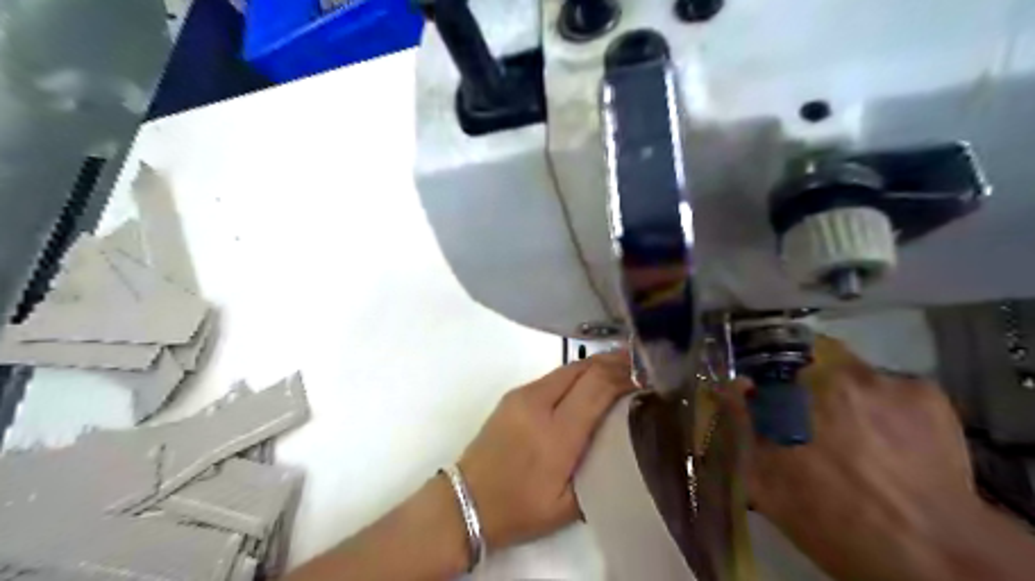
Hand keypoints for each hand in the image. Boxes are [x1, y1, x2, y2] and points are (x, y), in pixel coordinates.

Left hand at [456, 351, 635, 551]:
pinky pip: (552, 377)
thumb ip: (599, 471)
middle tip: (639, 363)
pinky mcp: (512, 395)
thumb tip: (623, 441)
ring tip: (620, 368)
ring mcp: (521, 395)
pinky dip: (576, 374)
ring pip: (567, 368)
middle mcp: (538, 405)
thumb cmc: (520, 510)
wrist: (466, 501)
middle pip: (583, 368)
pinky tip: (588, 382)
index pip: (597, 388)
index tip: (647, 377)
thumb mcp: (569, 505)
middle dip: (613, 362)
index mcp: (556, 435)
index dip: (624, 376)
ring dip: (595, 365)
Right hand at [723, 337, 981, 580]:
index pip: (763, 370)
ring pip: (852, 375)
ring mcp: (882, 379)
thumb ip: (743, 426)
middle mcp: (831, 374)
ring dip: (849, 397)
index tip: (769, 401)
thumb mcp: (765, 482)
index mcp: (788, 395)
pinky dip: (889, 408)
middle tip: (817, 425)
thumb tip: (732, 386)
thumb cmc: (832, 520)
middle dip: (807, 388)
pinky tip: (896, 442)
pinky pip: (894, 389)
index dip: (765, 384)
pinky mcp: (926, 392)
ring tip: (862, 437)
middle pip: (809, 366)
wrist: (933, 554)